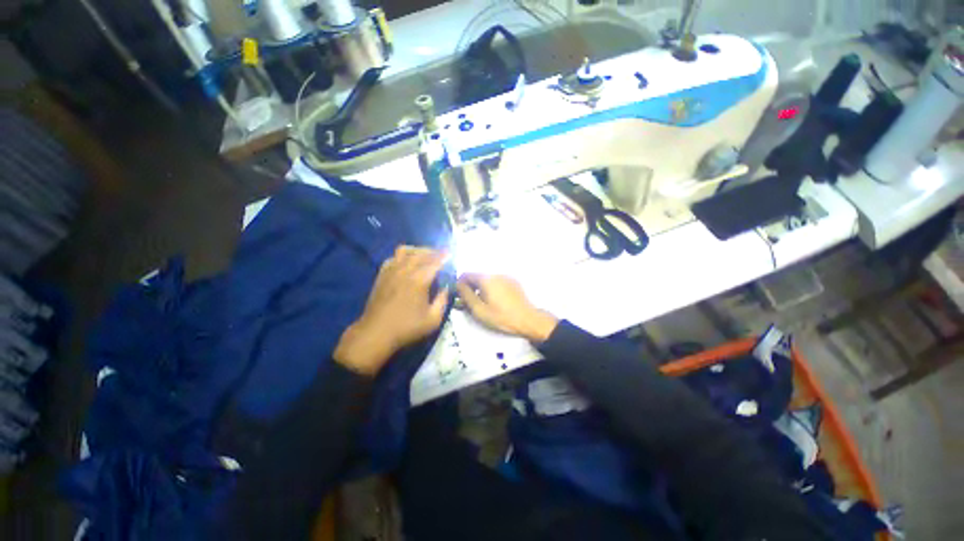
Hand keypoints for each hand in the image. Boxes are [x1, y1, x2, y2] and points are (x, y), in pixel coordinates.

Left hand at [334, 247, 448, 374]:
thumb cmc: (407, 327)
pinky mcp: (382, 275)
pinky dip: (403, 256)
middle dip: (433, 251)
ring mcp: (392, 271)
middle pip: (421, 253)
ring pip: (406, 251)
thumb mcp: (432, 319)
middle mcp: (405, 271)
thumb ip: (442, 301)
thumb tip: (446, 288)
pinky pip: (393, 257)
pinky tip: (407, 262)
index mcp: (419, 280)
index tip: (450, 253)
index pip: (435, 261)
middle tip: (441, 255)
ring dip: (417, 250)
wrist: (376, 333)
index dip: (444, 256)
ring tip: (425, 256)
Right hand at [456, 274, 557, 343]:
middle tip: (470, 303)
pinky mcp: (513, 282)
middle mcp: (496, 274)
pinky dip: (492, 289)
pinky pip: (497, 282)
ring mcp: (506, 277)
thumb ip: (466, 296)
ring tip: (484, 304)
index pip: (466, 274)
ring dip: (481, 288)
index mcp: (486, 279)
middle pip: (477, 277)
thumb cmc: (501, 317)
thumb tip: (458, 285)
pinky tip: (496, 301)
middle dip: (471, 287)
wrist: (528, 320)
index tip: (459, 296)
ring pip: (487, 280)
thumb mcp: (479, 310)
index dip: (459, 284)